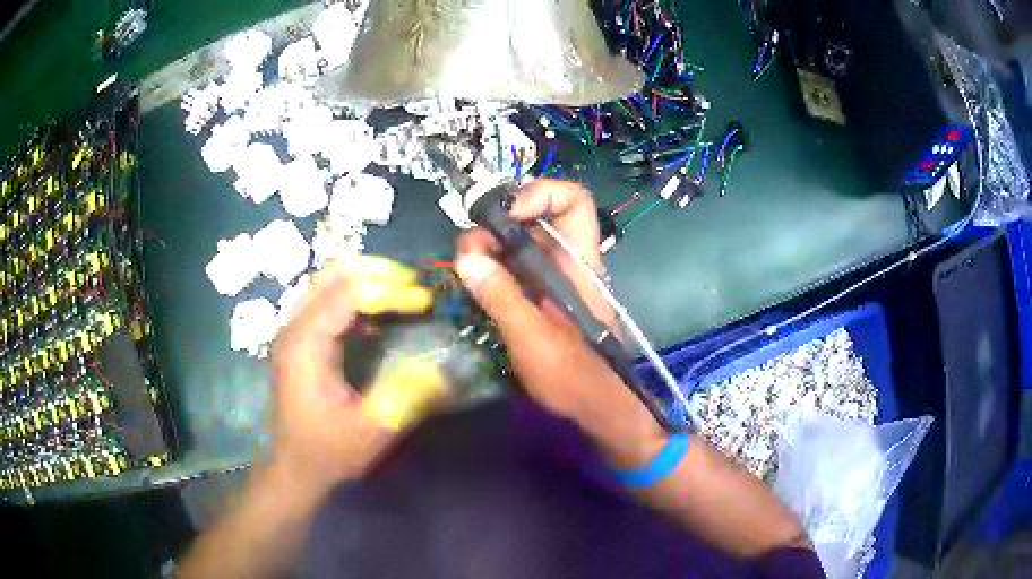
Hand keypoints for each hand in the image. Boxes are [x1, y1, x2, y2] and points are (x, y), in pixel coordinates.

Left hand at [269, 257, 432, 495]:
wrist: (293, 466)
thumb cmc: (327, 451)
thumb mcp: (371, 431)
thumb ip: (405, 396)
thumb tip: (444, 367)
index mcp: (306, 344)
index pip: (348, 292)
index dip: (390, 290)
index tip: (425, 302)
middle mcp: (294, 326)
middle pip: (334, 272)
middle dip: (379, 270)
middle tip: (416, 286)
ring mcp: (294, 329)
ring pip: (328, 278)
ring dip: (367, 276)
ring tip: (403, 290)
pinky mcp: (300, 337)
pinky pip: (327, 296)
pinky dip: (357, 292)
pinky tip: (380, 312)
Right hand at [455, 180, 664, 464]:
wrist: (595, 408)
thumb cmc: (575, 376)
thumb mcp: (534, 338)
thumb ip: (502, 298)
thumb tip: (467, 257)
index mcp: (579, 262)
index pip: (574, 201)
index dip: (541, 194)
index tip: (507, 216)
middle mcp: (565, 261)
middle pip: (531, 218)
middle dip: (494, 227)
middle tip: (468, 256)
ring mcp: (549, 278)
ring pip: (514, 242)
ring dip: (485, 250)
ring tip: (466, 273)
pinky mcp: (536, 295)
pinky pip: (509, 267)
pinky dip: (488, 270)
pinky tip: (473, 287)